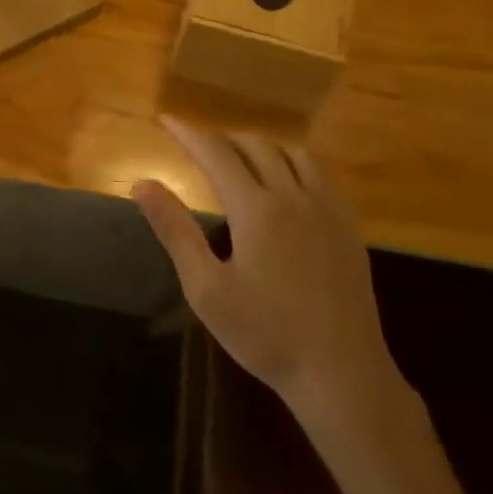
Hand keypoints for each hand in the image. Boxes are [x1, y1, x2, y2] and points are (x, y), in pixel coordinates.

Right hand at [132, 119, 404, 425]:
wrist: (342, 374)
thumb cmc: (265, 334)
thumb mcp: (206, 288)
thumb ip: (175, 230)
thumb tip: (142, 184)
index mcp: (256, 209)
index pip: (216, 154)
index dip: (189, 134)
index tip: (166, 119)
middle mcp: (294, 197)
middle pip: (257, 146)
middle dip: (223, 137)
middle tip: (198, 144)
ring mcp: (328, 211)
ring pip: (295, 154)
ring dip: (263, 145)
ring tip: (241, 156)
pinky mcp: (349, 229)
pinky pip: (323, 175)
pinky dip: (297, 162)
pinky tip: (289, 182)